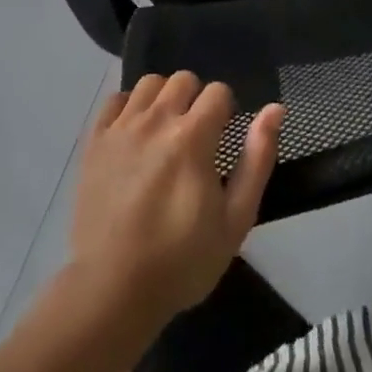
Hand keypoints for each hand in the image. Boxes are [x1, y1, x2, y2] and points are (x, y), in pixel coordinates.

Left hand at [68, 72, 283, 325]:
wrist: (112, 291)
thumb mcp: (235, 220)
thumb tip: (275, 109)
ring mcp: (122, 128)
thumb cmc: (181, 260)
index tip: (222, 139)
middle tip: (196, 137)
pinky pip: (114, 99)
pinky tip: (134, 132)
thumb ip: (258, 159)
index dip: (226, 111)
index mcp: (193, 136)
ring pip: (150, 83)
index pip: (218, 91)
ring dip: (163, 98)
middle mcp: (156, 120)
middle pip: (183, 79)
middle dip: (196, 100)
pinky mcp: (95, 141)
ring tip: (165, 131)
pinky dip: (128, 106)